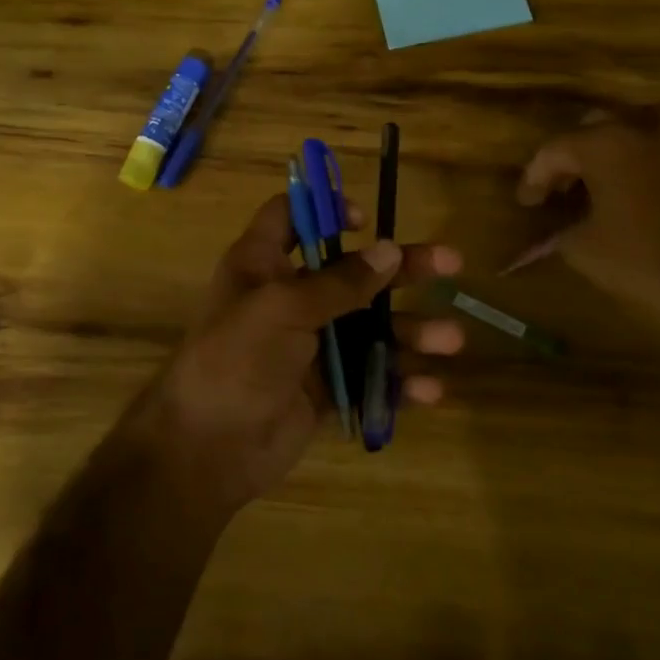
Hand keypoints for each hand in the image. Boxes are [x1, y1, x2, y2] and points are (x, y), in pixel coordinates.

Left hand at [123, 194, 463, 515]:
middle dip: (403, 270)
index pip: (290, 219)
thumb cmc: (236, 360)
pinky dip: (399, 381)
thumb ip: (339, 282)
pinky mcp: (326, 389)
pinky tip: (430, 389)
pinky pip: (371, 376)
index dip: (325, 210)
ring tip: (452, 340)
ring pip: (372, 328)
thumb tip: (390, 251)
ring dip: (412, 332)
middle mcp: (289, 299)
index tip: (367, 220)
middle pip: (354, 272)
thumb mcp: (282, 308)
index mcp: (263, 266)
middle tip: (452, 264)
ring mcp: (310, 346)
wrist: (207, 449)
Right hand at [514, 111, 659, 333]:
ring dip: (615, 162)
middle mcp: (648, 130)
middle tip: (563, 190)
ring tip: (605, 195)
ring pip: (639, 140)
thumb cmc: (648, 259)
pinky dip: (651, 174)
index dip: (533, 176)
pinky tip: (649, 204)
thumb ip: (560, 233)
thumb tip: (555, 233)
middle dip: (574, 159)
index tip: (525, 203)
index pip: (555, 149)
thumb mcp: (585, 252)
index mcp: (607, 144)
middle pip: (597, 131)